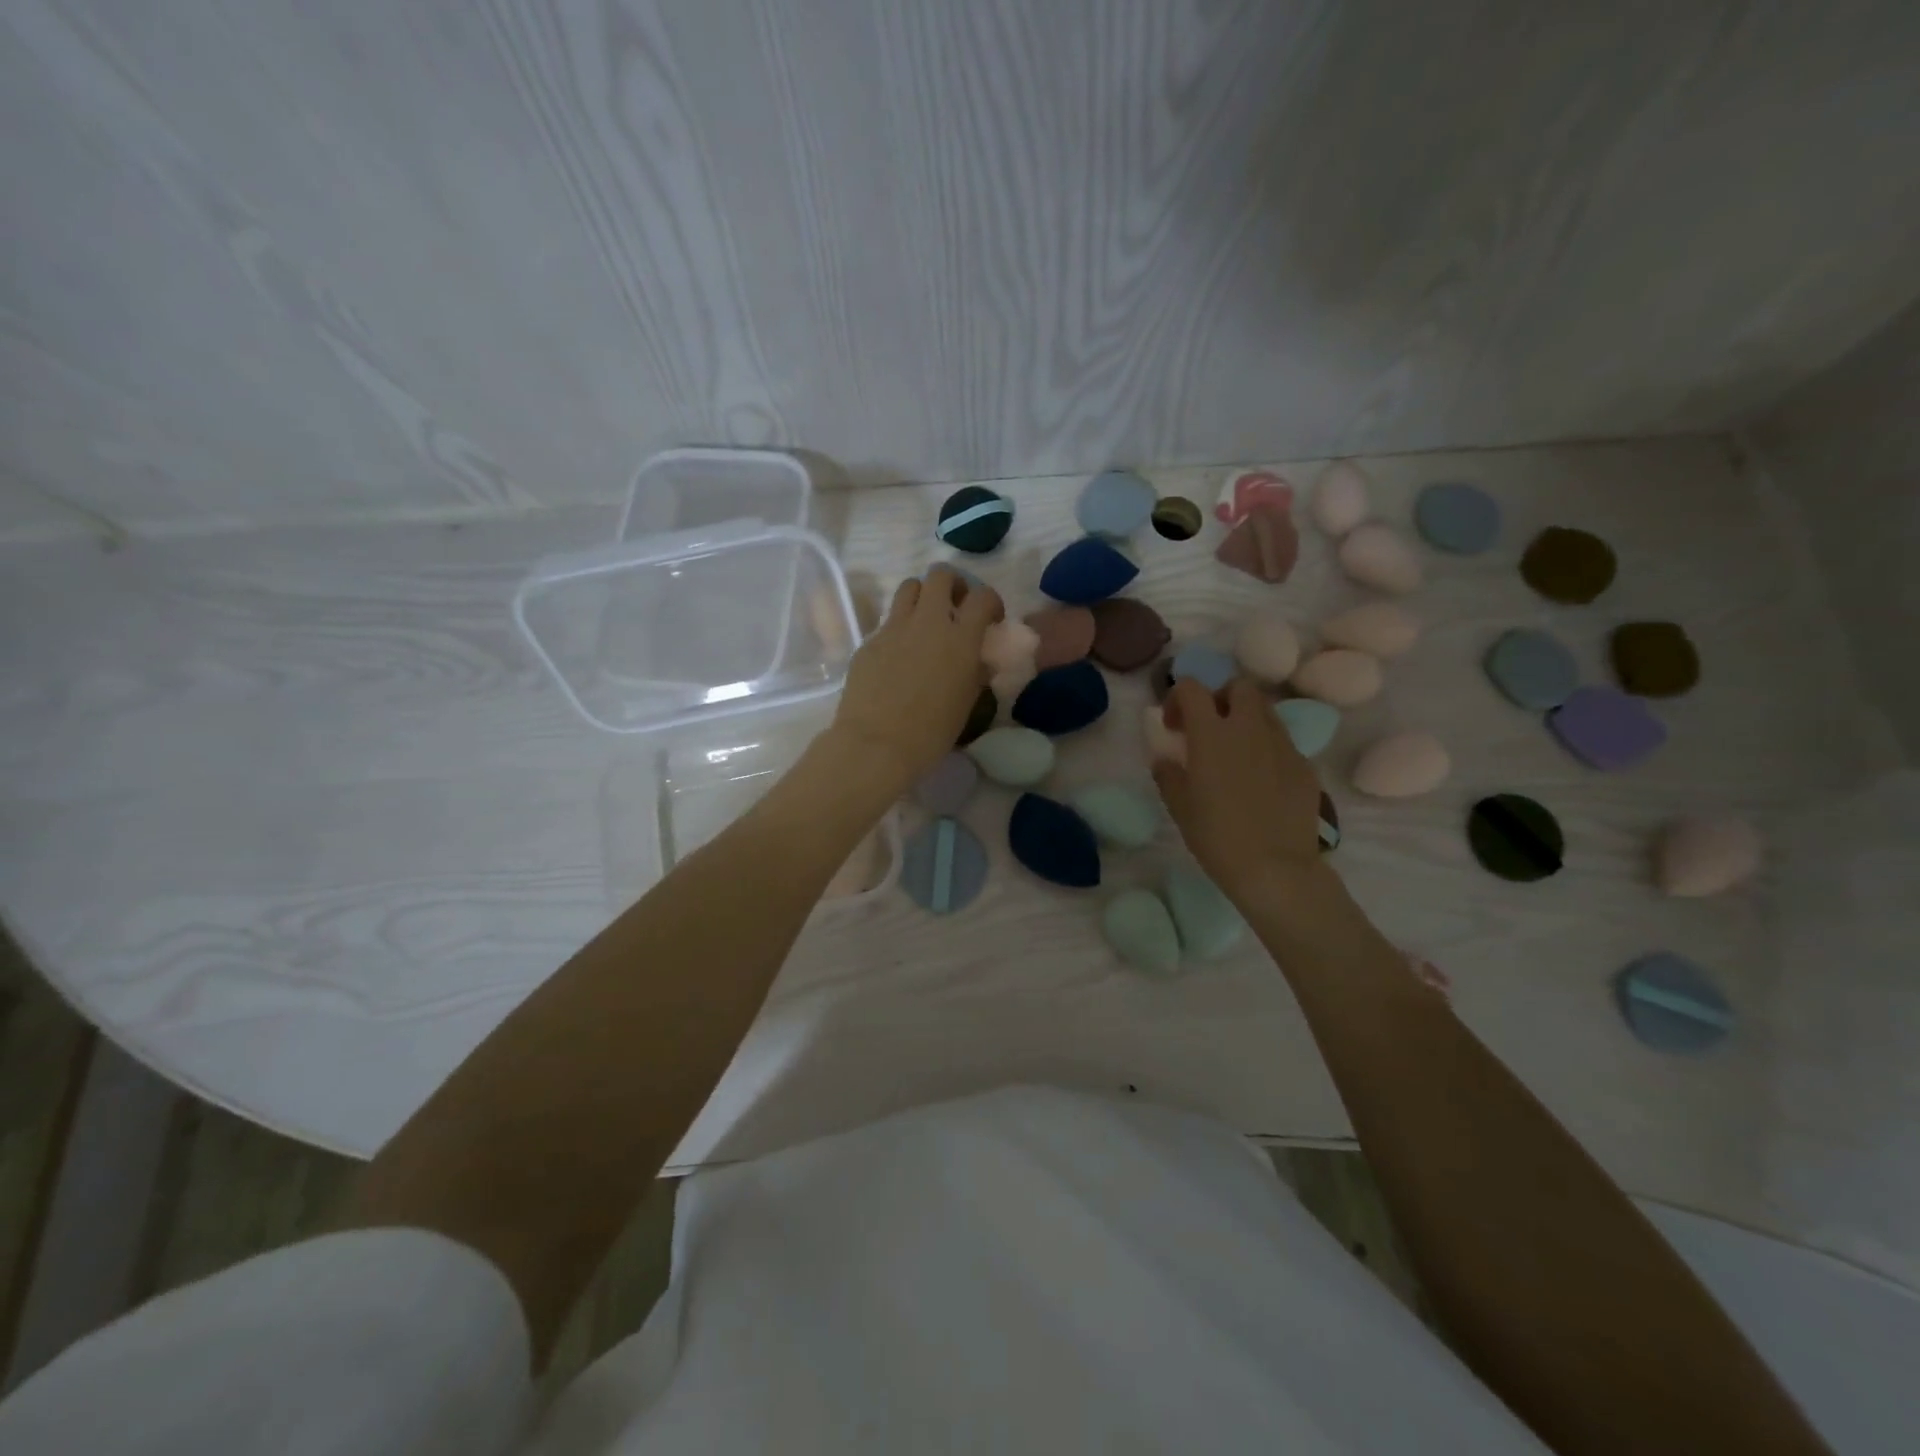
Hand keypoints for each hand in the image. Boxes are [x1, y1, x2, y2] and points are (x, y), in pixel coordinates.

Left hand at [828, 566, 1002, 792]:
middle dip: (952, 584)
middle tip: (955, 607)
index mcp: (960, 638)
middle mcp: (928, 622)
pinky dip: (899, 629)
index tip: (991, 619)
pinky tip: (898, 657)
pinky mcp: (869, 641)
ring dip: (922, 596)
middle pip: (940, 575)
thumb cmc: (931, 731)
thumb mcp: (966, 704)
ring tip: (925, 622)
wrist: (876, 744)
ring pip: (909, 587)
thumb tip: (981, 662)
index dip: (991, 601)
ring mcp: (894, 628)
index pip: (983, 596)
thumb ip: (977, 674)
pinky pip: (887, 621)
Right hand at [1153, 678, 1323, 894]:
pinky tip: (1261, 782)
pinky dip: (1268, 749)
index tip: (1173, 726)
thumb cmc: (1217, 837)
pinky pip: (1283, 743)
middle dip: (1221, 698)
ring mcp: (1283, 745)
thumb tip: (1166, 759)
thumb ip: (1168, 774)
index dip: (1178, 698)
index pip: (1192, 688)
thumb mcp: (1179, 807)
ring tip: (1236, 753)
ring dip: (1246, 720)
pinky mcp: (1305, 765)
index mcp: (1211, 734)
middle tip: (1210, 729)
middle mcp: (1249, 728)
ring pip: (1265, 711)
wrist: (1276, 869)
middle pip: (1239, 687)